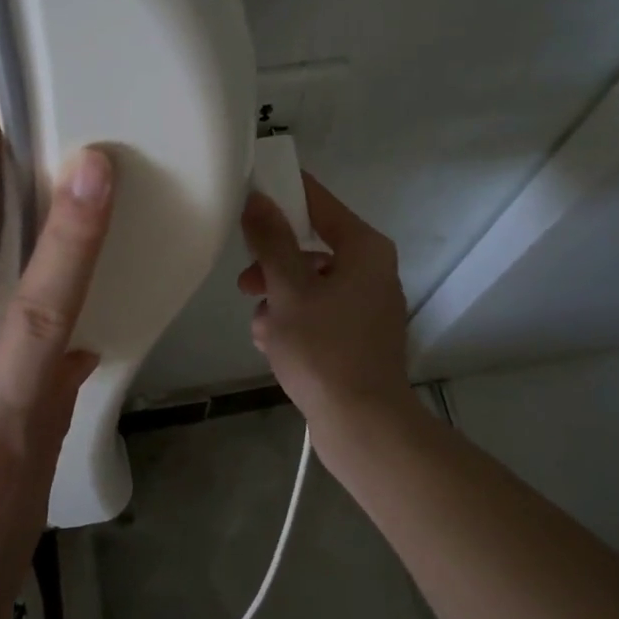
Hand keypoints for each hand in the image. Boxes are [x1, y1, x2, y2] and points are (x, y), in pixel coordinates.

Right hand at [237, 174, 415, 425]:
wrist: (362, 425)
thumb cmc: (323, 349)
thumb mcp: (288, 290)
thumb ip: (271, 241)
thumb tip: (258, 199)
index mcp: (364, 249)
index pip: (319, 202)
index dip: (282, 194)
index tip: (248, 194)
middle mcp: (372, 270)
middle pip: (311, 246)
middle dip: (273, 264)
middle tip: (245, 280)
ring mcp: (367, 306)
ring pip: (309, 283)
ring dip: (277, 299)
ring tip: (261, 327)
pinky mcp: (358, 337)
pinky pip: (318, 313)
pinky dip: (293, 322)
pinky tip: (272, 346)